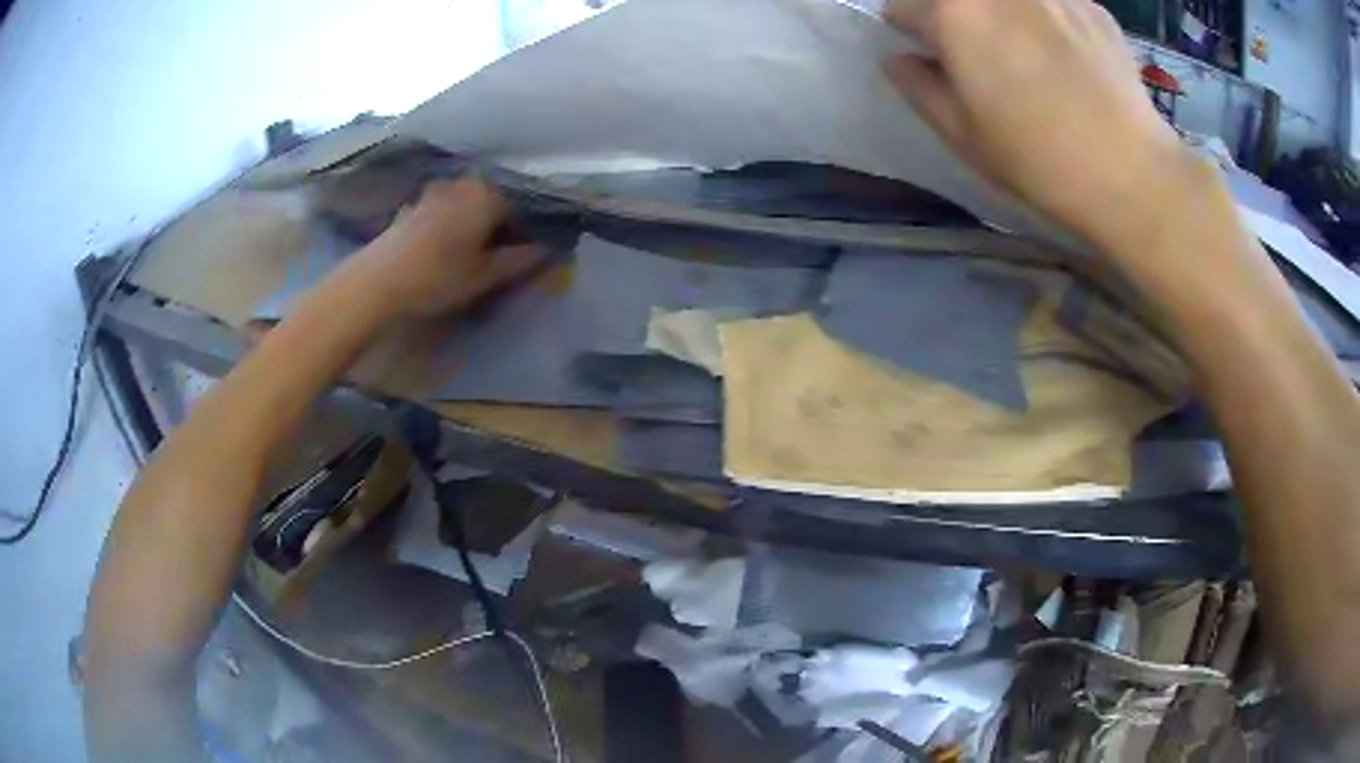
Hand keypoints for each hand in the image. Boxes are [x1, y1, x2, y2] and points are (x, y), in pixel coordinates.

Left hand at [352, 178, 545, 317]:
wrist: (377, 281)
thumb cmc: (438, 277)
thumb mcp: (485, 276)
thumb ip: (521, 260)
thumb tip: (549, 249)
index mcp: (489, 195)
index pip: (522, 209)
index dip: (527, 233)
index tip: (524, 256)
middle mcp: (465, 183)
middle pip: (494, 200)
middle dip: (500, 223)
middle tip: (497, 256)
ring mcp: (436, 190)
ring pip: (468, 203)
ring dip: (474, 222)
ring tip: (470, 252)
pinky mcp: (414, 203)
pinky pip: (445, 209)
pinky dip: (451, 222)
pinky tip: (443, 246)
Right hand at [883, 0, 1196, 246]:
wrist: (1132, 174)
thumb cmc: (1038, 160)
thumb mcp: (962, 135)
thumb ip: (918, 87)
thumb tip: (898, 59)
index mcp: (953, 13)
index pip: (903, 7)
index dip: (913, 35)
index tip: (934, 59)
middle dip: (958, 19)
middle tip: (982, 56)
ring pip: (1007, 0)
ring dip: (1005, 17)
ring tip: (1031, 55)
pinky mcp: (1090, 5)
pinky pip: (1052, 4)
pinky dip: (1050, 20)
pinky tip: (1072, 60)